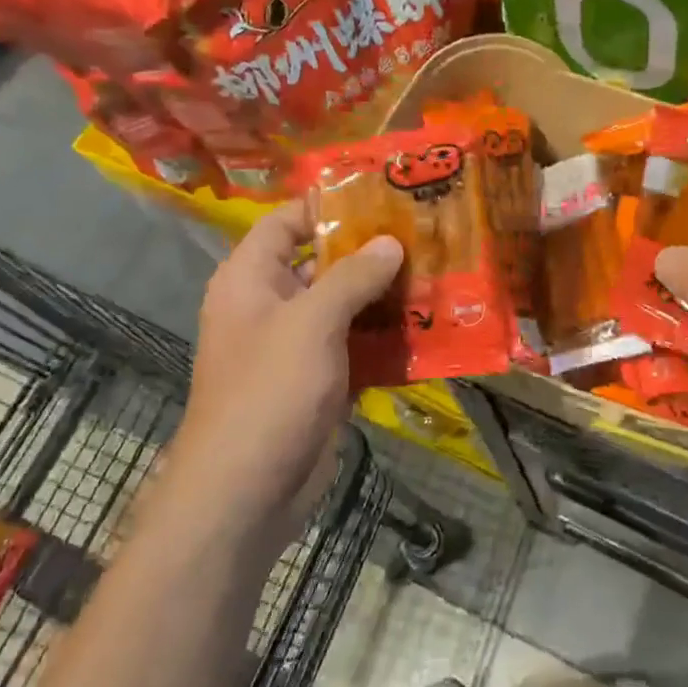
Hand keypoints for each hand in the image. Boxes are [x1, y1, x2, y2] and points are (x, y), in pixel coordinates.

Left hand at [162, 202, 401, 550]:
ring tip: (438, 274)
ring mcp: (297, 345)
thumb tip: (390, 242)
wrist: (248, 491)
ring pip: (346, 307)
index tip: (383, 195)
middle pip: (323, 263)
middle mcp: (272, 305)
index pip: (288, 222)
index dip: (329, 205)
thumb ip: (352, 277)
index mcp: (252, 279)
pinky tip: (430, 328)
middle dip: (372, 251)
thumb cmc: (270, 391)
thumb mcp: (312, 322)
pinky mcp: (321, 380)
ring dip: (386, 296)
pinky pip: (357, 346)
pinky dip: (387, 338)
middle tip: (426, 234)